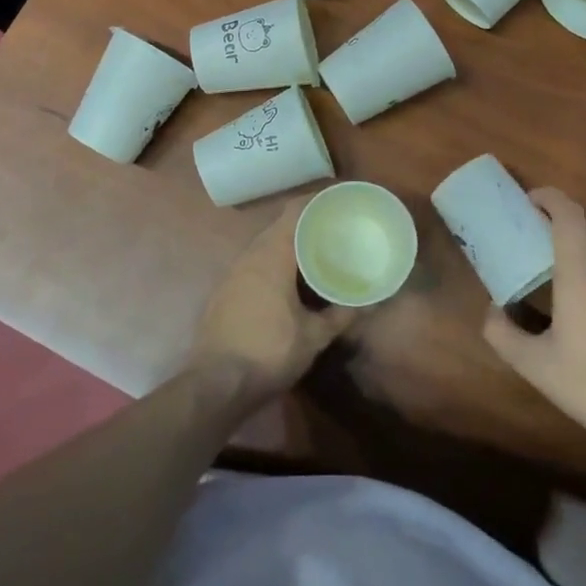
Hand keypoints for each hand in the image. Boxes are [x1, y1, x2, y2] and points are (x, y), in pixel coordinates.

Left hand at [187, 198, 354, 401]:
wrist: (215, 384)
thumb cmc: (269, 353)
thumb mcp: (313, 337)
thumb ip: (341, 315)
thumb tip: (370, 302)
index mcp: (272, 255)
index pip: (295, 211)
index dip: (317, 201)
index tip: (339, 201)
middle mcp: (250, 255)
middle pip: (280, 225)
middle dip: (307, 222)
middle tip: (334, 228)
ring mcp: (233, 272)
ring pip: (265, 244)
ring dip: (289, 243)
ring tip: (316, 251)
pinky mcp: (225, 290)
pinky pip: (254, 263)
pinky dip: (274, 261)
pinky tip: (288, 280)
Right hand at [482, 188, 585, 476]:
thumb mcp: (534, 365)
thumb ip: (502, 333)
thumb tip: (491, 311)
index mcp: (580, 275)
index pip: (569, 214)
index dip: (549, 197)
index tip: (528, 201)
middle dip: (562, 214)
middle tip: (536, 228)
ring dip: (581, 240)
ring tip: (558, 263)